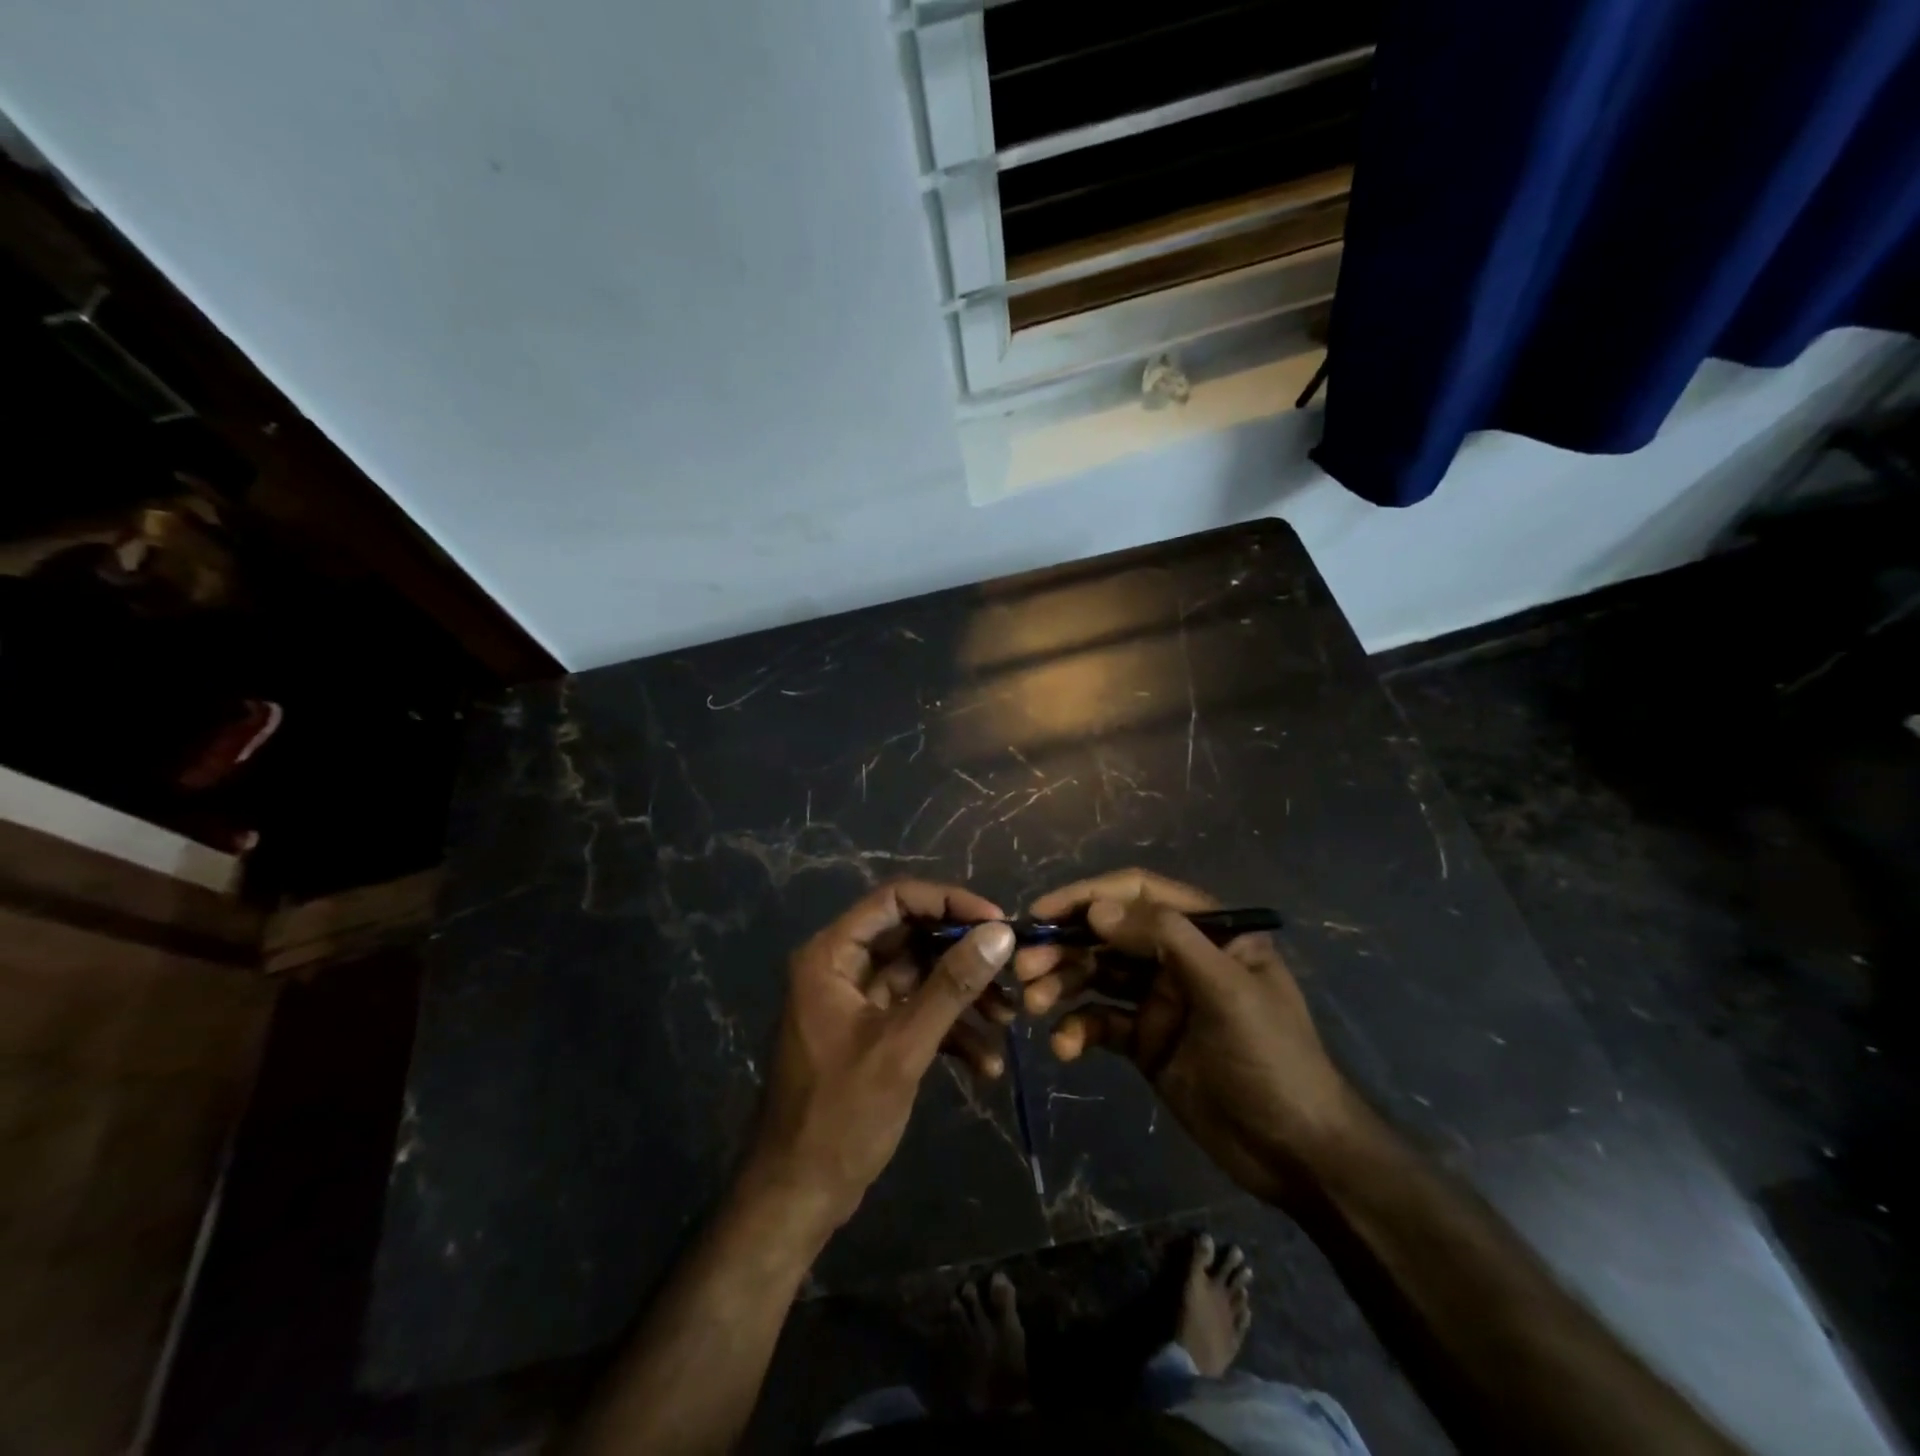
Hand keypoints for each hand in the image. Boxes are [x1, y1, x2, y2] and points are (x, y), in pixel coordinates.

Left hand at [743, 881, 1017, 1243]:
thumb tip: (1000, 932)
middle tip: (1011, 970)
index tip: (997, 922)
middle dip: (964, 955)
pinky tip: (985, 1064)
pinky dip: (950, 1031)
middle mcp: (843, 967)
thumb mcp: (902, 1047)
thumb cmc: (840, 1116)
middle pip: (913, 937)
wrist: (797, 1197)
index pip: (895, 899)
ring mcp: (858, 1002)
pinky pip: (917, 1013)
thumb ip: (951, 985)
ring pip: (921, 976)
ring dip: (964, 996)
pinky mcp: (872, 1034)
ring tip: (1008, 1019)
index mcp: (833, 955)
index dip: (948, 902)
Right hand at [1015, 869, 1352, 1204]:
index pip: (1139, 893)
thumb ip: (1166, 939)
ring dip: (1062, 984)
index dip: (1088, 896)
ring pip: (1097, 975)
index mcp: (1206, 930)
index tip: (1043, 912)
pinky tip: (1065, 1047)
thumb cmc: (1272, 1059)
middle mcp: (1178, 956)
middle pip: (1108, 934)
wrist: (1297, 1154)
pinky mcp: (1145, 1041)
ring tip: (1035, 1005)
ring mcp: (1159, 999)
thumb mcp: (1227, 990)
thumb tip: (1098, 908)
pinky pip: (1101, 1023)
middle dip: (1065, 946)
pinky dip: (1077, 1030)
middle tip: (1025, 968)